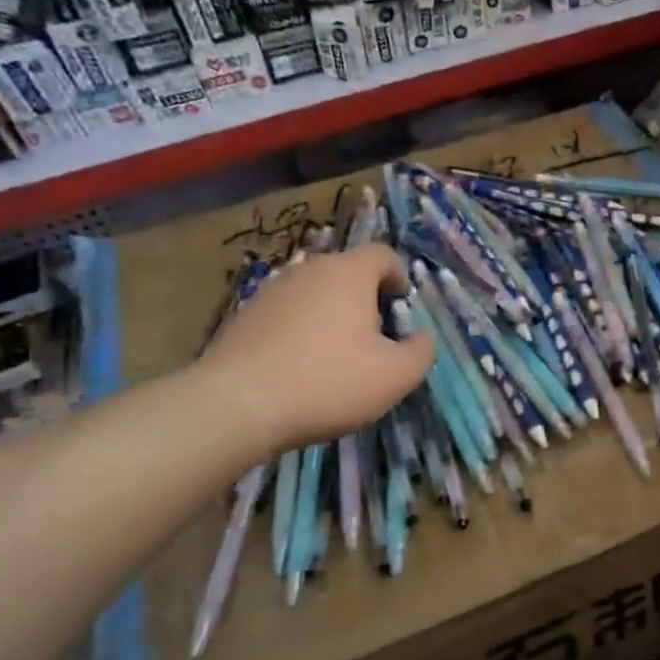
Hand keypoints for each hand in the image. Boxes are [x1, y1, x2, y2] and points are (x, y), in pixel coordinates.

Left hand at [200, 245, 433, 453]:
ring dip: (331, 315)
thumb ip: (421, 352)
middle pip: (347, 272)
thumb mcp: (395, 376)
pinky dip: (300, 331)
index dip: (400, 277)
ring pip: (314, 293)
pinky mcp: (244, 315)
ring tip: (335, 356)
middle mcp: (309, 269)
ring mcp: (271, 290)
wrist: (237, 404)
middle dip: (366, 299)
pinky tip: (299, 368)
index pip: (383, 255)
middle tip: (374, 339)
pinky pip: (286, 314)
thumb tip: (422, 338)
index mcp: (349, 272)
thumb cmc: (328, 382)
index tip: (402, 309)